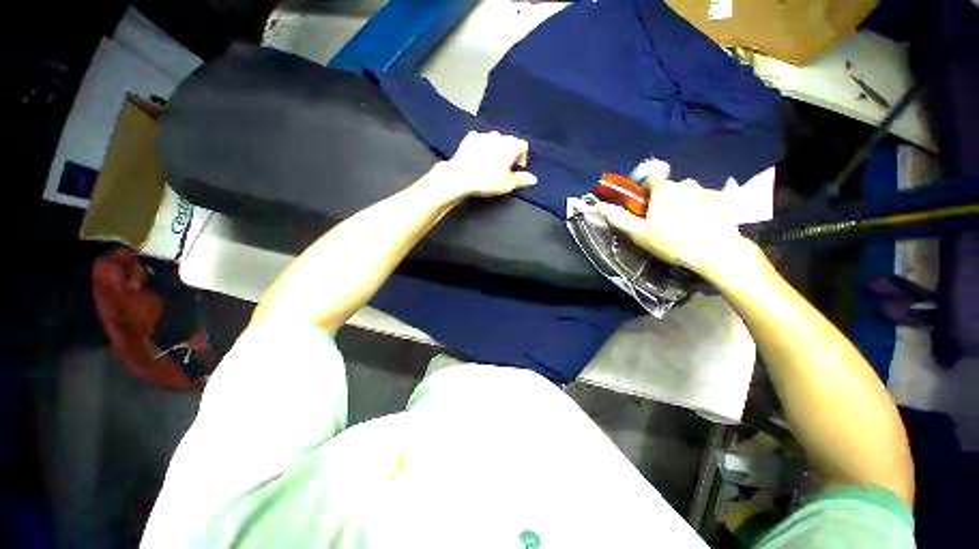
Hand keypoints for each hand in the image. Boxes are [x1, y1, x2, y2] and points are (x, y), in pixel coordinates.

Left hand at [428, 131, 537, 197]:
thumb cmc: (487, 180)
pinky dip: (481, 147)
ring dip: (495, 149)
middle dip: (508, 153)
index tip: (517, 169)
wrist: (461, 176)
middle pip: (508, 142)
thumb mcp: (508, 184)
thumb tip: (533, 178)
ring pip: (494, 140)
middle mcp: (499, 136)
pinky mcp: (469, 138)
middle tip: (503, 169)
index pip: (523, 146)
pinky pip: (479, 140)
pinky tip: (477, 158)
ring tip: (490, 164)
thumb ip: (522, 179)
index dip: (522, 158)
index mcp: (511, 145)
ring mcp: (483, 135)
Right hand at [596, 159, 751, 279]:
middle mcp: (686, 183)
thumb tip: (600, 206)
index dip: (644, 187)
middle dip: (663, 200)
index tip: (643, 204)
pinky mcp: (722, 200)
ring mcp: (706, 190)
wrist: (716, 252)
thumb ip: (619, 218)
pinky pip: (705, 200)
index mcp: (664, 189)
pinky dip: (700, 209)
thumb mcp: (639, 233)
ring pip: (687, 194)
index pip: (650, 176)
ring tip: (683, 227)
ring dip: (682, 204)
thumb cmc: (672, 242)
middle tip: (662, 222)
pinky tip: (700, 226)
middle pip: (668, 187)